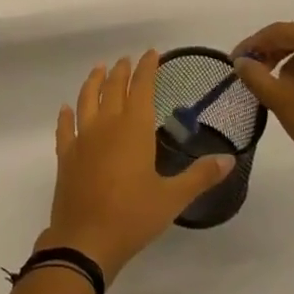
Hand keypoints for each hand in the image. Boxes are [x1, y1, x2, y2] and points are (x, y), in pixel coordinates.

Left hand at [40, 52, 234, 281]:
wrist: (85, 240)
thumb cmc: (133, 216)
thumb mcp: (172, 198)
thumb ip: (200, 176)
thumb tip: (228, 159)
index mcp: (133, 129)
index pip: (142, 88)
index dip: (147, 68)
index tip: (152, 53)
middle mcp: (106, 125)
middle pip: (113, 88)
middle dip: (122, 71)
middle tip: (127, 60)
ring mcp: (83, 138)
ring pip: (86, 99)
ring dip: (94, 82)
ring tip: (99, 69)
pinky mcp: (66, 155)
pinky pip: (65, 127)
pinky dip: (66, 115)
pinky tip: (66, 108)